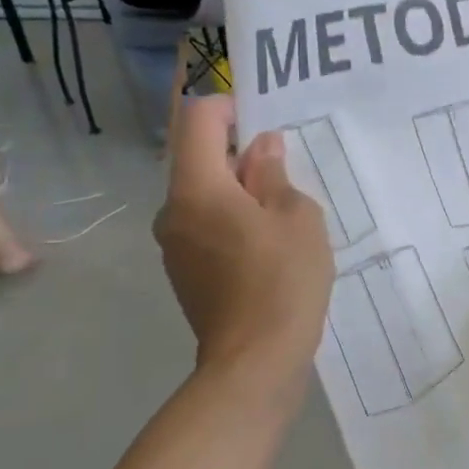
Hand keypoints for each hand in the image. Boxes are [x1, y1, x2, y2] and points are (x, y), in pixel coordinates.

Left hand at [155, 98, 335, 393]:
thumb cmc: (283, 278)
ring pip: (204, 194)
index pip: (197, 120)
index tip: (264, 122)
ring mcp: (174, 244)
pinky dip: (232, 218)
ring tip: (283, 212)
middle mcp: (172, 210)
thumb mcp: (296, 216)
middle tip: (287, 170)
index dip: (229, 107)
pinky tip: (268, 244)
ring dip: (239, 189)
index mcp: (197, 189)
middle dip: (239, 153)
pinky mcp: (184, 271)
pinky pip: (205, 224)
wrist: (255, 360)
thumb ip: (274, 174)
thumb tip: (261, 149)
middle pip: (199, 158)